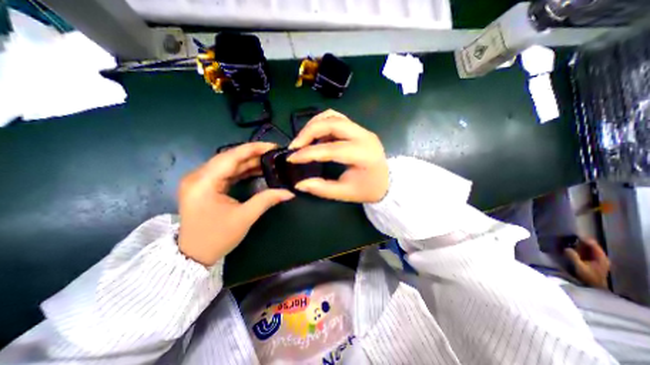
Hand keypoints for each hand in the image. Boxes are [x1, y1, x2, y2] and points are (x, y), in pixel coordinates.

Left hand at [175, 143, 291, 264]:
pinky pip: (226, 173)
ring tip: (269, 161)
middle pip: (229, 158)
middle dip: (253, 154)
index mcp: (203, 182)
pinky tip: (257, 170)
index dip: (253, 149)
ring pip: (229, 165)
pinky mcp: (205, 186)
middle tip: (274, 153)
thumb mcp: (244, 217)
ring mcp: (200, 181)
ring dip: (249, 163)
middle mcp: (198, 176)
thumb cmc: (216, 237)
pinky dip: (242, 171)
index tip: (272, 146)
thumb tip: (289, 193)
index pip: (231, 156)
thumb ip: (267, 200)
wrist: (193, 255)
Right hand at [286, 110, 387, 203]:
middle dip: (308, 132)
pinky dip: (322, 124)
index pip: (331, 149)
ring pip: (333, 116)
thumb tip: (299, 184)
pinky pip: (337, 119)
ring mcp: (362, 130)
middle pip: (332, 123)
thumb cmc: (368, 189)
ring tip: (302, 141)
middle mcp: (364, 136)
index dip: (308, 153)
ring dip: (314, 125)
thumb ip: (322, 188)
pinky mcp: (358, 129)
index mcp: (363, 154)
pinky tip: (316, 137)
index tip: (291, 158)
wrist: (387, 181)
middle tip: (295, 146)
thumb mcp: (345, 193)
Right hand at [565, 238, 609, 288]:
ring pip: (586, 249)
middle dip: (579, 242)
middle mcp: (599, 257)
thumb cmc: (588, 277)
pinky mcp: (589, 261)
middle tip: (568, 238)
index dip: (585, 240)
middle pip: (590, 246)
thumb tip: (566, 248)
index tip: (574, 236)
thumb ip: (573, 257)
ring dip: (577, 245)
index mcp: (601, 258)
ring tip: (566, 241)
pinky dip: (576, 249)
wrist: (593, 286)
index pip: (594, 246)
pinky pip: (583, 252)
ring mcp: (594, 259)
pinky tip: (568, 248)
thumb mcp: (579, 267)